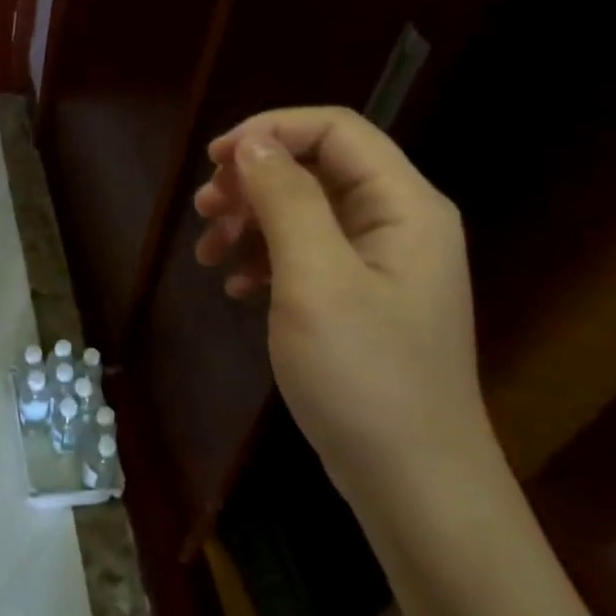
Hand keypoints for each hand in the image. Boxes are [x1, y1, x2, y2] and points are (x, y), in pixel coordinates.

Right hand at [192, 107, 495, 511]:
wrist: (413, 485)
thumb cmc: (365, 376)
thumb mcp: (316, 280)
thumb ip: (286, 200)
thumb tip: (253, 142)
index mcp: (403, 205)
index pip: (335, 129)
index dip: (270, 130)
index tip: (213, 161)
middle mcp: (397, 224)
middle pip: (316, 168)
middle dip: (253, 182)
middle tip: (203, 211)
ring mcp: (380, 266)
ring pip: (304, 213)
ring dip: (250, 222)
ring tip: (207, 254)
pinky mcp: (361, 301)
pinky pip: (306, 256)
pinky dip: (265, 261)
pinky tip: (236, 287)